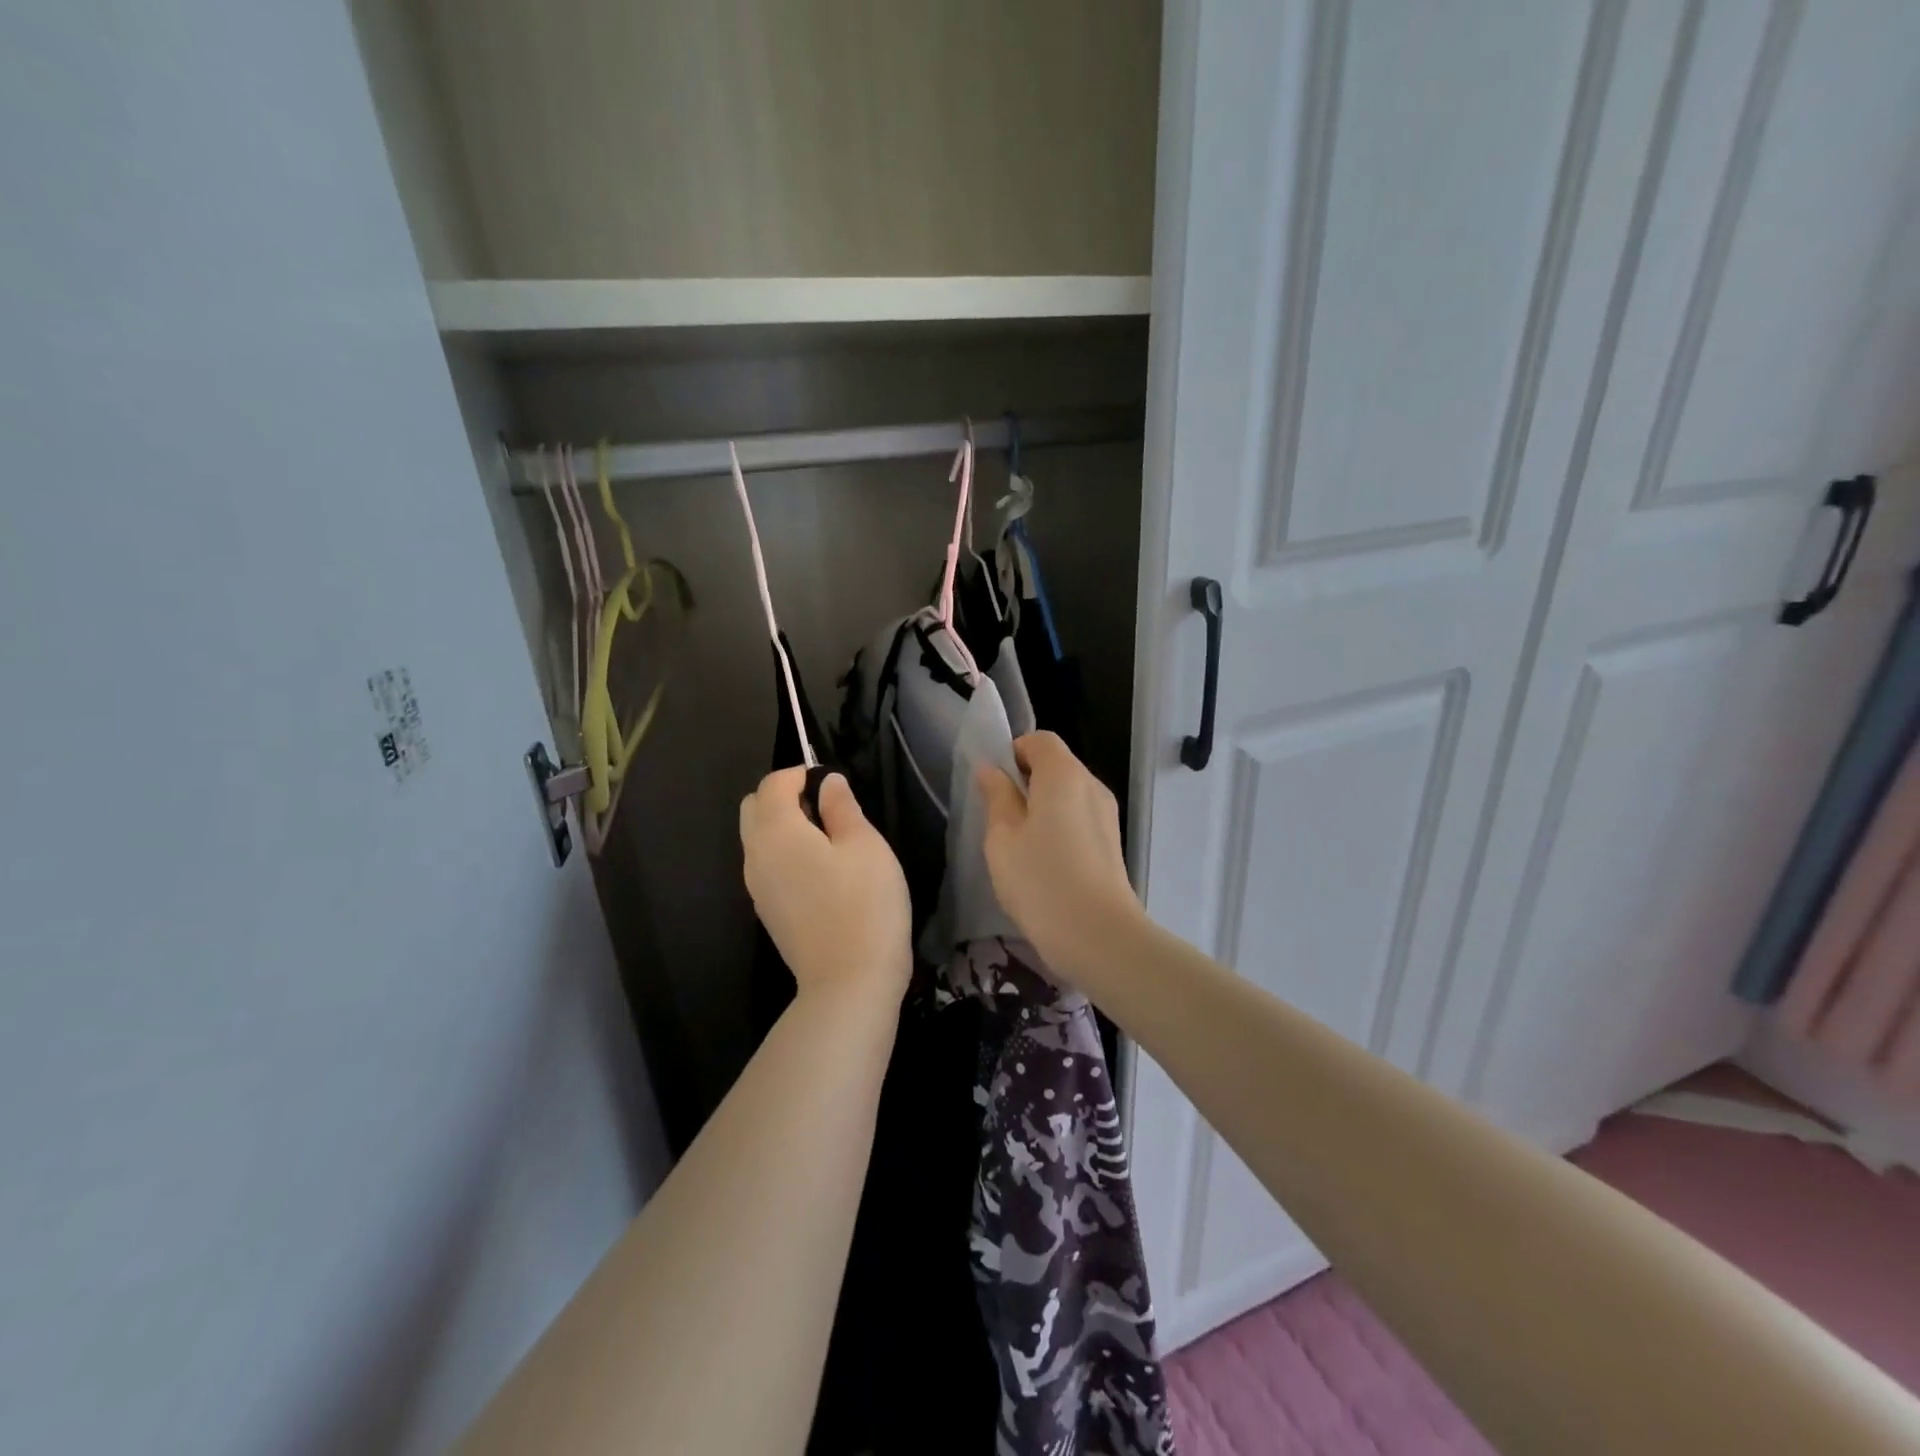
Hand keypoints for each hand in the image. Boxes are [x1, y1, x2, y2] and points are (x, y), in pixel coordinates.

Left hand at [740, 769, 911, 1002]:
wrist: (850, 982)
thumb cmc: (865, 904)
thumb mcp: (865, 846)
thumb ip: (842, 807)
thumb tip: (828, 782)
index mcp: (776, 831)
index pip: (773, 783)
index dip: (800, 773)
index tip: (832, 783)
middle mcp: (755, 855)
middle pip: (753, 807)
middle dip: (783, 796)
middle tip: (826, 808)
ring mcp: (756, 886)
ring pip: (756, 837)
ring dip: (781, 825)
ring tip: (827, 839)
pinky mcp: (766, 910)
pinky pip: (764, 864)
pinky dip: (782, 852)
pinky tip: (818, 870)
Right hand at [976, 732, 1142, 974]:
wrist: (1099, 935)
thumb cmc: (1040, 879)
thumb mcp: (1002, 837)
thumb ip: (996, 797)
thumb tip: (991, 770)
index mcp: (1063, 774)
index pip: (1040, 740)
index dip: (1013, 752)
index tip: (993, 784)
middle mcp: (1091, 785)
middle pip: (1057, 765)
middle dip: (1026, 781)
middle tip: (999, 817)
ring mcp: (1107, 815)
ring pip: (1069, 795)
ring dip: (1042, 807)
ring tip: (1019, 844)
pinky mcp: (1112, 843)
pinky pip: (1080, 818)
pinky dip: (1060, 827)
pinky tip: (1044, 863)